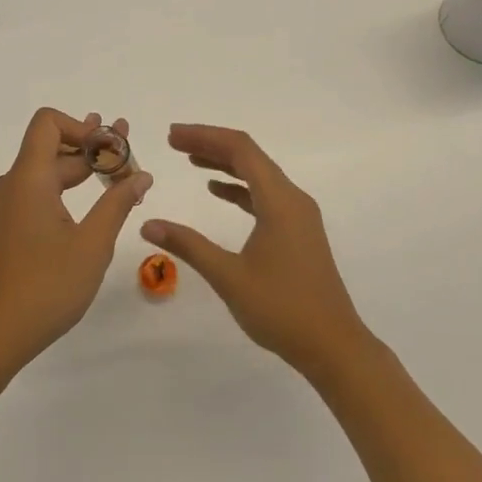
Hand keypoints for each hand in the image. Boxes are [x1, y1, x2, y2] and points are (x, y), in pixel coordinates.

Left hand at [0, 108, 152, 365]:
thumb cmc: (46, 287)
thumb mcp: (92, 245)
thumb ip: (117, 203)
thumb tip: (140, 175)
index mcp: (28, 179)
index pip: (48, 123)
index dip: (83, 127)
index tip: (113, 151)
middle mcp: (11, 185)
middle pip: (52, 148)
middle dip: (93, 149)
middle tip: (131, 159)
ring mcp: (5, 208)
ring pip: (45, 174)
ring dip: (81, 171)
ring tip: (119, 178)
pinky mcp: (5, 229)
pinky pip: (37, 196)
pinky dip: (65, 192)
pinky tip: (91, 208)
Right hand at [141, 124, 373, 381]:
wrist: (333, 345)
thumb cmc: (281, 309)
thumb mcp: (228, 276)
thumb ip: (188, 245)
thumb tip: (148, 224)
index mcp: (280, 201)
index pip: (240, 150)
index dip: (205, 136)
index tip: (172, 136)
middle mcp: (293, 199)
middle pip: (250, 156)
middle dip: (211, 144)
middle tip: (174, 142)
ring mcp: (298, 216)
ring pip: (258, 175)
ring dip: (225, 164)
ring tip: (190, 159)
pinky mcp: (298, 232)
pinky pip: (265, 196)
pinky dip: (239, 187)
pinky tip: (217, 191)